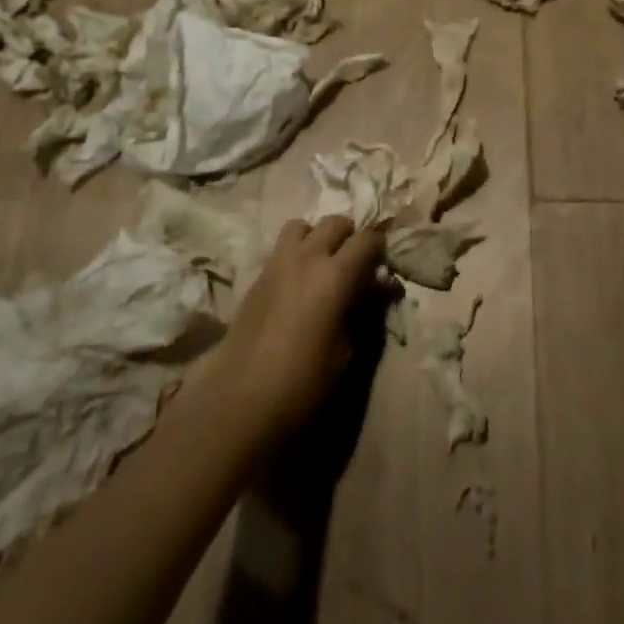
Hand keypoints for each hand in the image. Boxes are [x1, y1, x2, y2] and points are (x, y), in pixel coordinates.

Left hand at [210, 216, 385, 443]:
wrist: (239, 401)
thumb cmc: (304, 382)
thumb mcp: (347, 350)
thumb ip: (365, 310)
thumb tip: (379, 287)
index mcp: (336, 275)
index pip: (368, 239)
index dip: (380, 248)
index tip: (384, 266)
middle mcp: (307, 257)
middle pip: (335, 222)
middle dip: (350, 237)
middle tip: (356, 264)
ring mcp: (277, 263)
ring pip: (303, 226)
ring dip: (317, 237)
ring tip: (322, 265)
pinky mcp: (256, 276)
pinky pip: (281, 248)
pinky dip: (296, 253)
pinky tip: (297, 284)